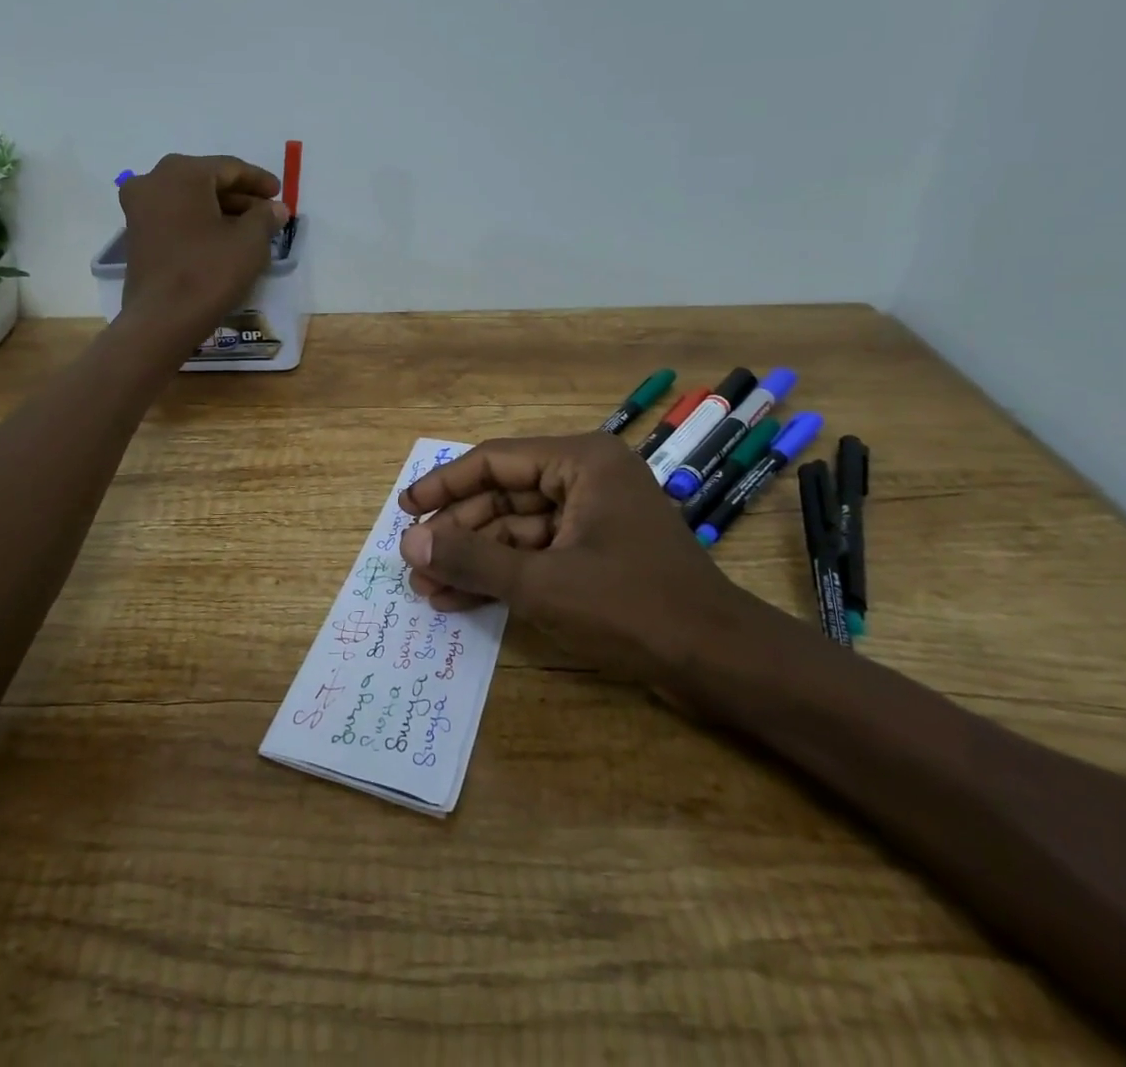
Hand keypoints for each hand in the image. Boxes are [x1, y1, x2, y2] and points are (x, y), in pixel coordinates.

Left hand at [117, 154, 288, 350]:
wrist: (162, 320)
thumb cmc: (209, 272)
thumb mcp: (250, 242)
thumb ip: (265, 217)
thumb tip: (275, 208)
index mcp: (182, 172)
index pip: (229, 168)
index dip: (258, 180)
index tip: (279, 193)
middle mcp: (154, 180)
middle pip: (206, 181)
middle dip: (239, 196)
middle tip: (267, 211)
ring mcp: (139, 208)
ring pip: (189, 199)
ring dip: (220, 210)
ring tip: (250, 229)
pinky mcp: (136, 235)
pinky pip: (175, 217)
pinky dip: (200, 223)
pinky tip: (222, 240)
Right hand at [396, 434, 767, 699]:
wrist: (720, 663)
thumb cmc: (631, 607)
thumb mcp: (542, 583)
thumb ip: (472, 558)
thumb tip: (409, 542)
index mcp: (580, 462)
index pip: (494, 461)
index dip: (444, 485)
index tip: (405, 509)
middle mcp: (585, 478)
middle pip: (502, 496)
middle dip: (458, 533)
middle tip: (414, 562)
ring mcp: (592, 517)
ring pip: (516, 529)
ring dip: (474, 559)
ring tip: (428, 588)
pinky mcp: (596, 553)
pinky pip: (537, 554)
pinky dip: (503, 575)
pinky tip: (461, 598)